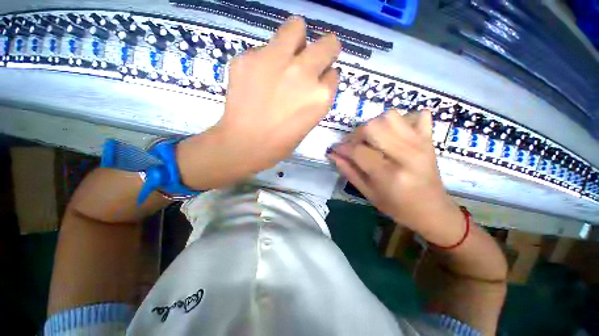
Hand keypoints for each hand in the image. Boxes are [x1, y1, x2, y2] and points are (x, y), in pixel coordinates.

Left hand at [215, 17, 340, 170]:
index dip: (325, 77)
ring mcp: (276, 60)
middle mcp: (304, 72)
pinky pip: (265, 47)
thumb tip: (319, 79)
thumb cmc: (280, 142)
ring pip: (296, 27)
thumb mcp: (309, 123)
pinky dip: (266, 59)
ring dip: (296, 40)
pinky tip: (257, 78)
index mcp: (320, 96)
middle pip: (328, 44)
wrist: (244, 144)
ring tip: (285, 57)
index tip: (317, 82)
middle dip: (324, 50)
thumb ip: (317, 98)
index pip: (333, 73)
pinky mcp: (250, 57)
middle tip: (310, 61)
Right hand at [328, 110, 463, 242]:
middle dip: (357, 134)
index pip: (358, 150)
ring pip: (390, 116)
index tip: (335, 149)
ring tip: (373, 139)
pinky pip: (416, 114)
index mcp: (390, 174)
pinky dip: (403, 119)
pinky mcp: (429, 139)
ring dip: (376, 124)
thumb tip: (333, 154)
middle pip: (373, 126)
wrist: (433, 211)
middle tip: (354, 146)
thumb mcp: (368, 193)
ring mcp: (421, 144)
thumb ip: (349, 171)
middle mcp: (407, 155)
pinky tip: (395, 133)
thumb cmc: (397, 207)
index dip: (342, 148)